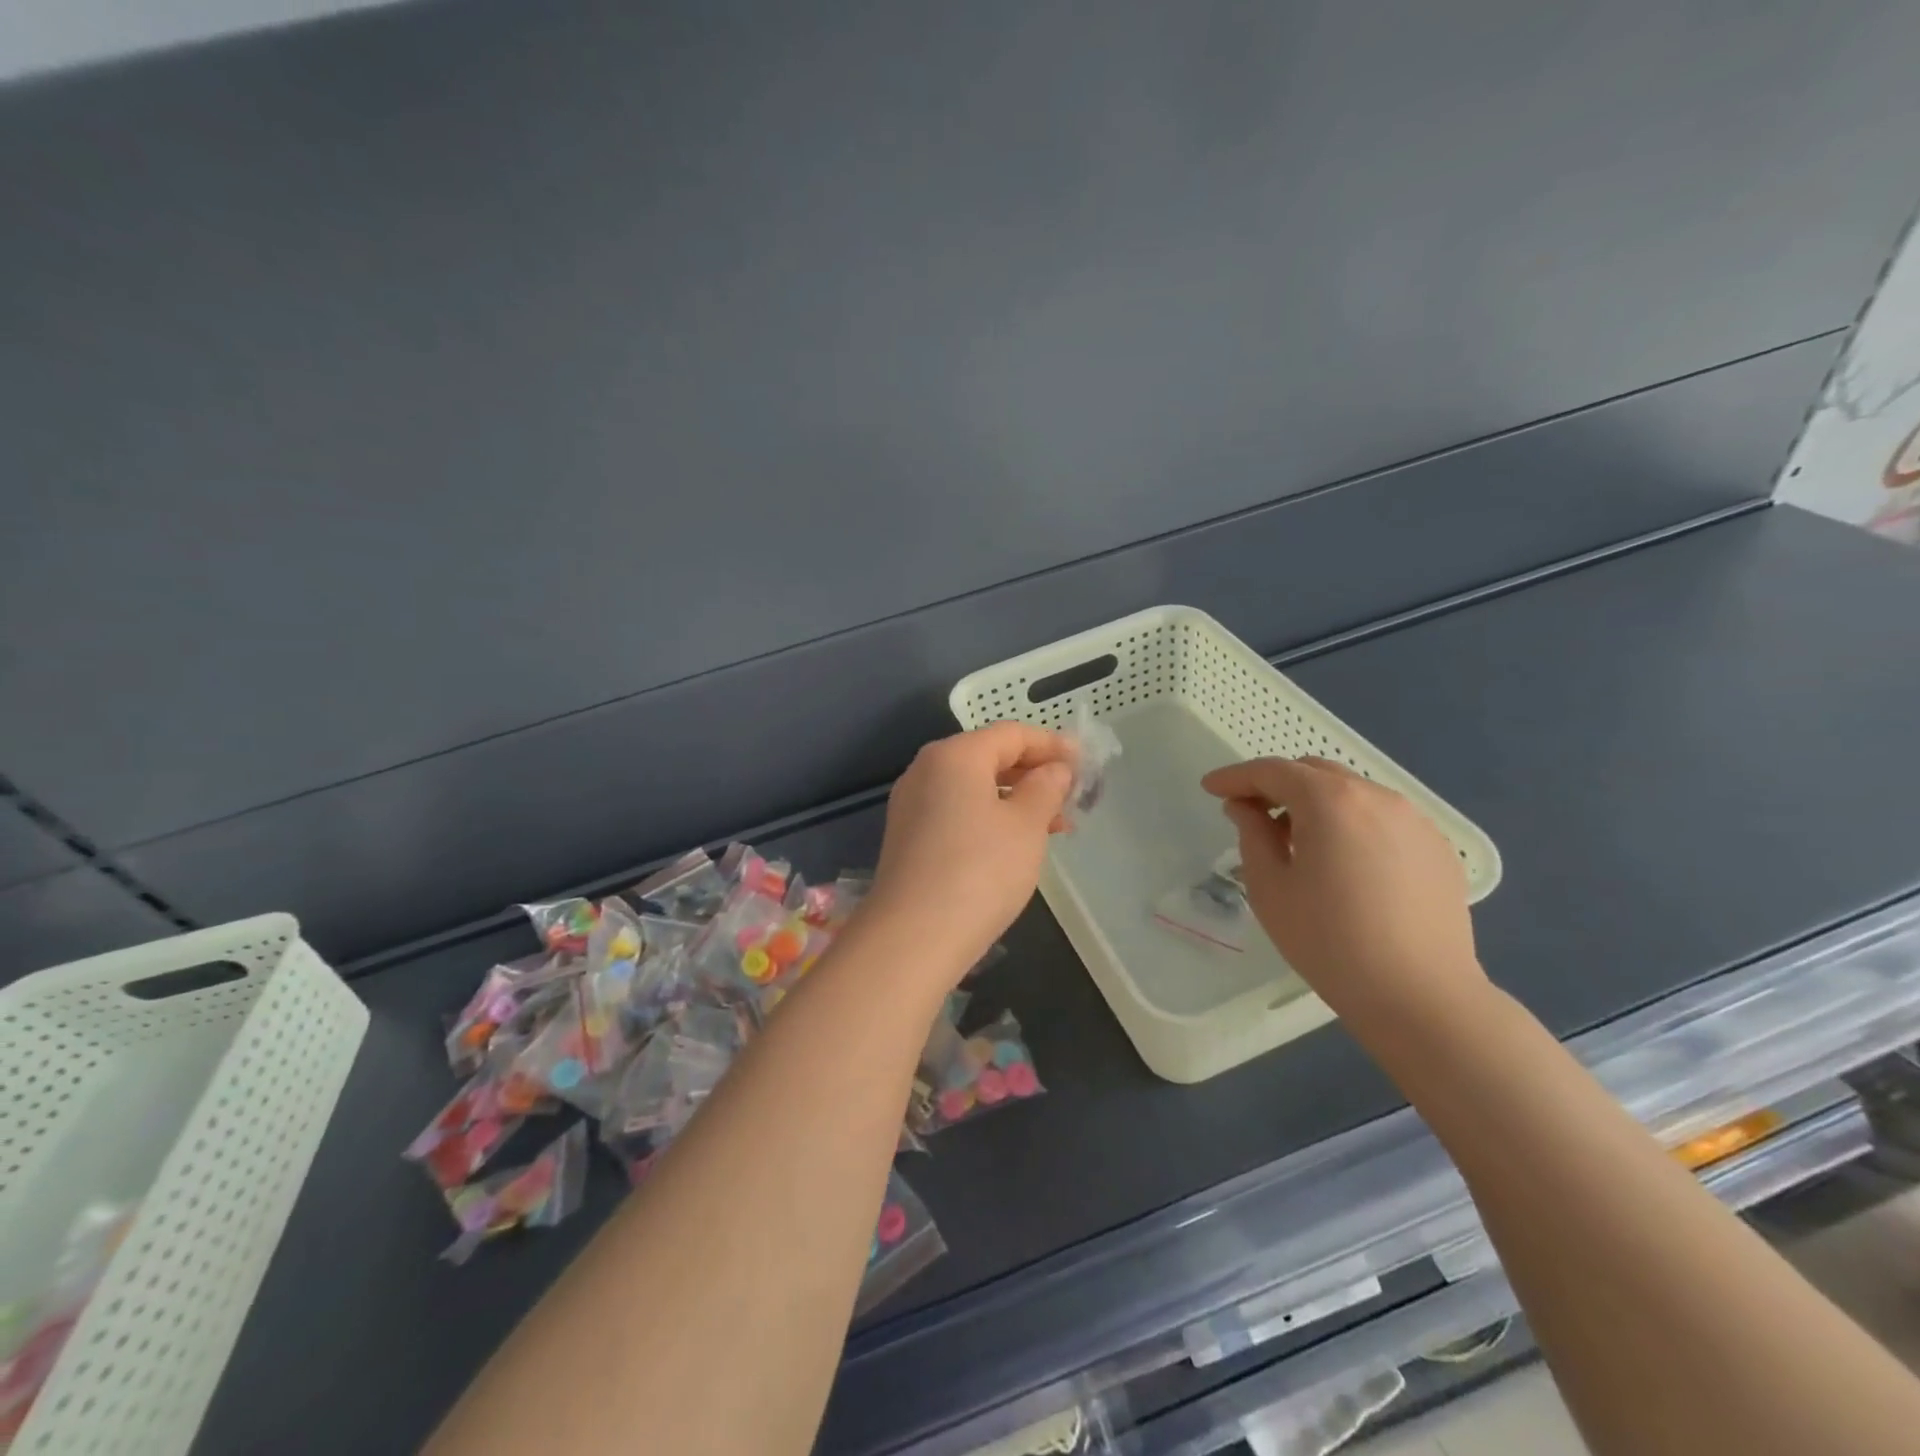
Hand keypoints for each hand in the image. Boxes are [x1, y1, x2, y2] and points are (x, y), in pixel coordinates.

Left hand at [865, 723, 1074, 977]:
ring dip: (1016, 799)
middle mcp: (926, 769)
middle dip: (1034, 774)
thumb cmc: (980, 870)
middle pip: (989, 757)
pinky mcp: (908, 836)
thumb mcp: (1026, 825)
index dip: (1052, 744)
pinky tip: (1015, 844)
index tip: (1084, 764)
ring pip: (974, 787)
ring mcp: (912, 804)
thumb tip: (1055, 769)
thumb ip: (1046, 788)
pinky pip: (956, 811)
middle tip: (1072, 798)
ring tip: (1055, 826)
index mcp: (955, 755)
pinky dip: (989, 817)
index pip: (1011, 733)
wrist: (913, 936)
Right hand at [1201, 756, 1486, 1029]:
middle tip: (1250, 813)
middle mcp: (1376, 796)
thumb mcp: (1270, 887)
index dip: (1235, 777)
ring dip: (1316, 803)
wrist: (1420, 996)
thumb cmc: (1329, 941)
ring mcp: (1414, 820)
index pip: (1272, 771)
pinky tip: (1343, 863)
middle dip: (1276, 785)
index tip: (1210, 788)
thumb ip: (1252, 834)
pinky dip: (1351, 824)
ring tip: (1296, 841)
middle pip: (1314, 772)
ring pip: (1351, 793)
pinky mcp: (1437, 848)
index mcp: (1330, 801)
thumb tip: (1245, 808)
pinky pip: (1382, 819)